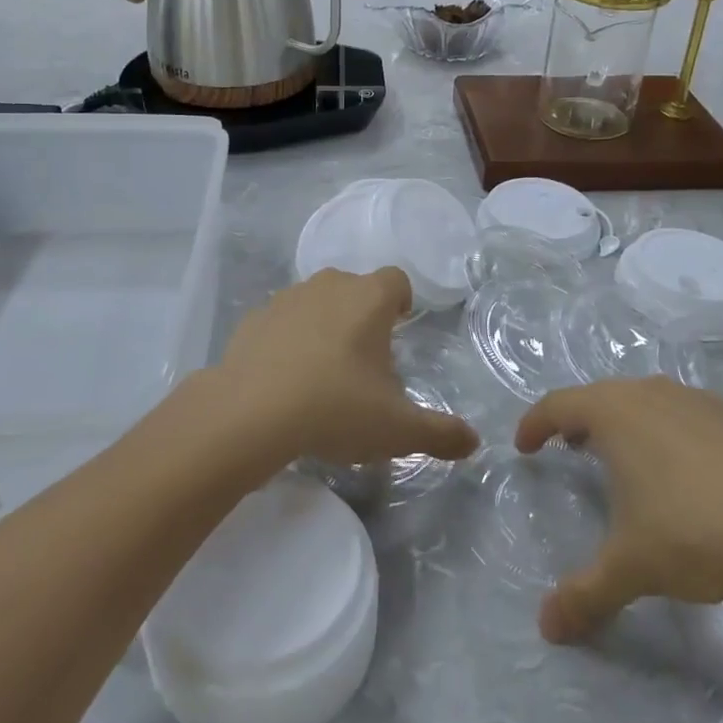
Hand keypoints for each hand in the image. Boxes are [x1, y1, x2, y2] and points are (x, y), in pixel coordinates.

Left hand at [215, 268, 478, 474]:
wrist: (249, 414)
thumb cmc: (335, 408)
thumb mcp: (397, 429)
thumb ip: (440, 433)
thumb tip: (472, 441)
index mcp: (369, 298)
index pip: (396, 280)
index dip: (402, 301)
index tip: (400, 328)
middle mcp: (329, 286)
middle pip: (354, 288)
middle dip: (363, 315)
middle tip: (365, 359)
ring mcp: (286, 299)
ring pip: (316, 302)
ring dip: (324, 325)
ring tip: (323, 371)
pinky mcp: (253, 319)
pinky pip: (280, 322)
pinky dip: (286, 340)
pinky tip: (284, 378)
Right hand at [515, 378, 722, 643]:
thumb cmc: (693, 532)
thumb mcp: (630, 567)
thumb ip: (584, 594)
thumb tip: (546, 628)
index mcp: (614, 413)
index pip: (557, 405)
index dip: (534, 424)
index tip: (524, 446)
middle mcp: (650, 394)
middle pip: (601, 397)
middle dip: (578, 421)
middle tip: (570, 449)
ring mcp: (697, 400)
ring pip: (646, 401)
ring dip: (625, 423)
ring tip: (625, 458)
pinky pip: (686, 415)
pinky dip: (669, 432)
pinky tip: (686, 471)